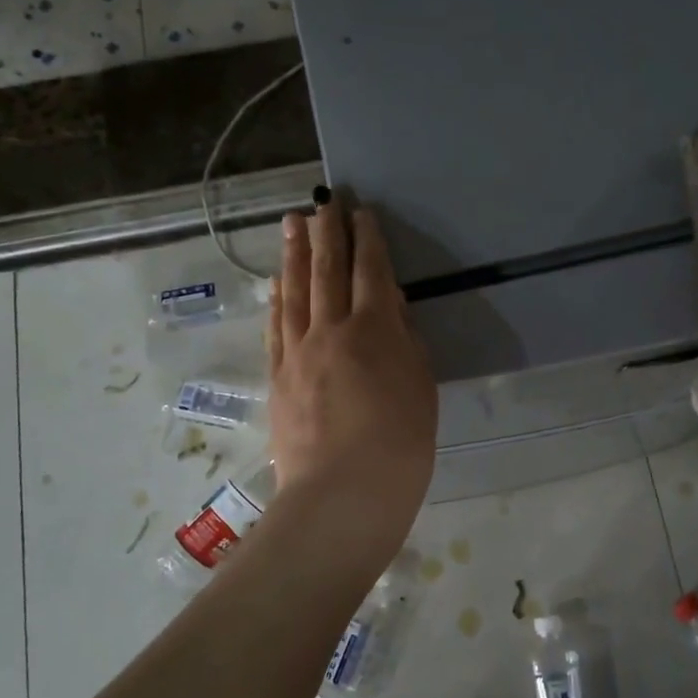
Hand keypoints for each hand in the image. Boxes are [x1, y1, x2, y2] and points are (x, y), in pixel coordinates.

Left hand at [267, 196, 436, 544]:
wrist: (342, 495)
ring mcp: (298, 353)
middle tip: (323, 202)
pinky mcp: (278, 377)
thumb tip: (391, 310)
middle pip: (328, 271)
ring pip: (295, 291)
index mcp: (374, 331)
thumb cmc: (400, 447)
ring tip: (293, 223)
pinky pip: (276, 326)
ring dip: (295, 254)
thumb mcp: (421, 389)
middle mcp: (331, 331)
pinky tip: (277, 281)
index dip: (367, 240)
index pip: (370, 273)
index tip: (361, 213)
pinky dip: (277, 298)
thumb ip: (406, 343)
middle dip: (327, 233)